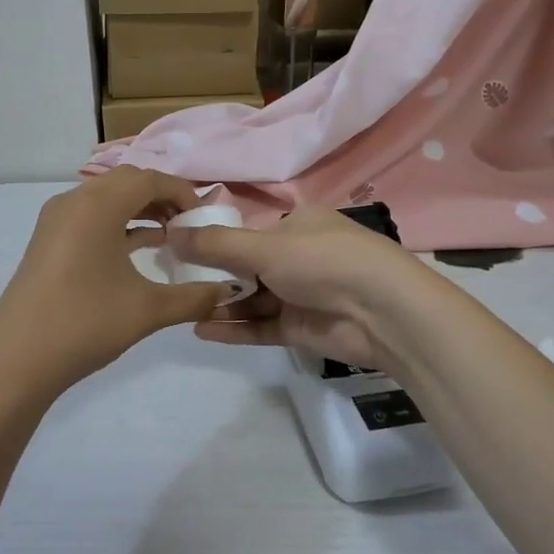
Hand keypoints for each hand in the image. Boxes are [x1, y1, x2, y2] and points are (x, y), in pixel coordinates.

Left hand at [0, 167, 238, 406]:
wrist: (16, 360)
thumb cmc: (84, 323)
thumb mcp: (147, 310)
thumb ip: (193, 297)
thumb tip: (227, 293)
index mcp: (97, 205)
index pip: (148, 179)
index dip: (181, 193)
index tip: (204, 218)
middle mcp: (73, 201)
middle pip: (126, 182)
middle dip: (161, 198)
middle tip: (188, 225)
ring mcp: (55, 221)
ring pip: (106, 199)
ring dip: (138, 210)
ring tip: (169, 236)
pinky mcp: (47, 241)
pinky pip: (89, 217)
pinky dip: (116, 224)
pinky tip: (137, 249)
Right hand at [168, 206, 423, 371]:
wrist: (383, 312)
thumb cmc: (323, 261)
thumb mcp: (264, 246)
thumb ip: (215, 245)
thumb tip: (169, 232)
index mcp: (295, 224)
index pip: (245, 231)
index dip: (213, 240)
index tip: (176, 249)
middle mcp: (296, 256)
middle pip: (245, 266)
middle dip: (212, 275)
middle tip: (172, 282)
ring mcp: (299, 294)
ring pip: (250, 298)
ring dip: (220, 303)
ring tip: (181, 308)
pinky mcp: (300, 328)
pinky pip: (259, 326)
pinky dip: (234, 328)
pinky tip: (201, 329)